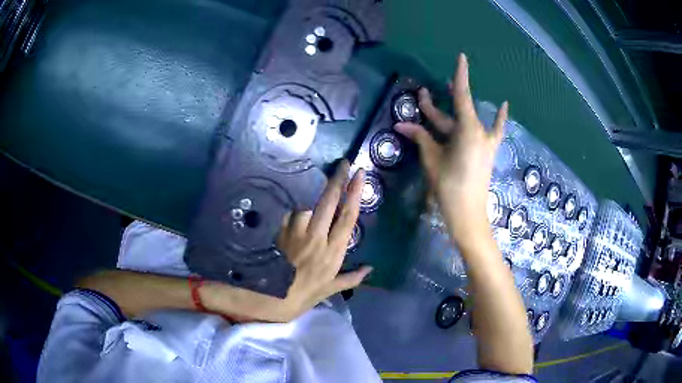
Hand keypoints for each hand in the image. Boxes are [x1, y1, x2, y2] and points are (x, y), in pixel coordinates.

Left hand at [275, 160, 371, 318]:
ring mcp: (296, 233)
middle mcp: (316, 238)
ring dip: (309, 204)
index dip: (355, 194)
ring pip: (305, 207)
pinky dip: (292, 214)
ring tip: (307, 212)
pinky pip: (288, 215)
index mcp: (333, 252)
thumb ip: (351, 278)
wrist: (272, 297)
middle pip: (329, 203)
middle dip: (337, 180)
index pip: (347, 217)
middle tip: (344, 164)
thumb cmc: (305, 294)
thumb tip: (370, 269)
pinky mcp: (280, 232)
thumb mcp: (330, 289)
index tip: (359, 175)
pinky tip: (291, 218)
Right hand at [394, 53, 507, 243]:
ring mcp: (485, 142)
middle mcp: (479, 132)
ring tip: (442, 93)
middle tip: (421, 96)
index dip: (461, 75)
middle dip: (437, 104)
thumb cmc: (448, 187)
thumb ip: (421, 138)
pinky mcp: (487, 152)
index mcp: (467, 131)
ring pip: (466, 121)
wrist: (467, 215)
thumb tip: (401, 125)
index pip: (462, 96)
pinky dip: (498, 118)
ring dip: (453, 111)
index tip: (462, 56)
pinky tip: (504, 105)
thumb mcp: (432, 160)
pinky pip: (493, 131)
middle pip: (457, 111)